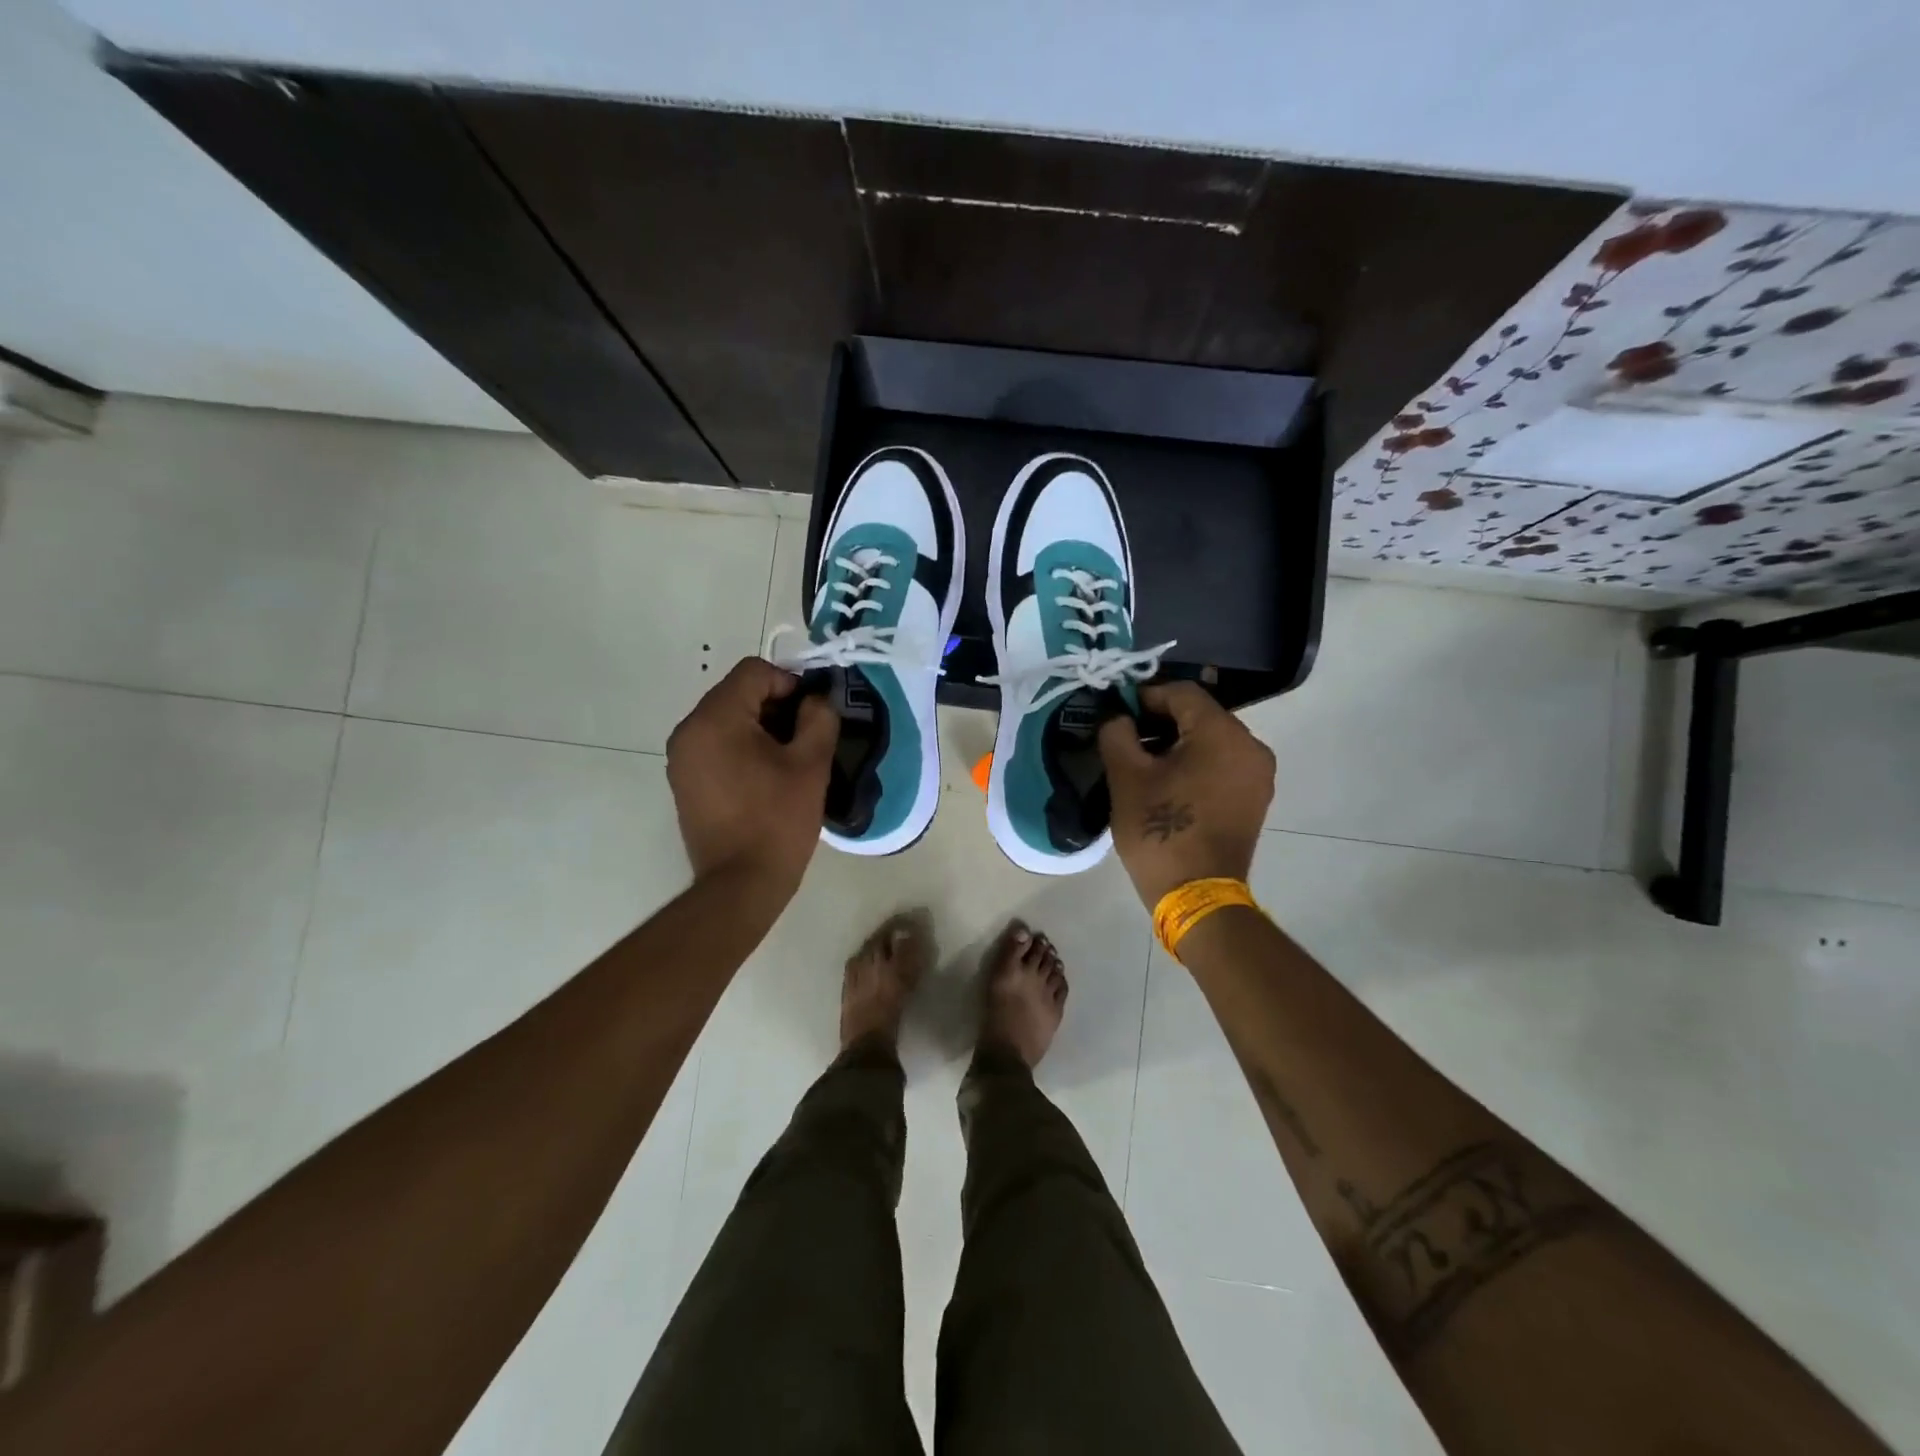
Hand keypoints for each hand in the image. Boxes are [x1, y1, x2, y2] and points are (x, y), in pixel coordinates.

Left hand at [666, 657, 837, 896]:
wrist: (741, 884)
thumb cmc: (778, 820)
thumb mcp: (811, 764)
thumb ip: (819, 717)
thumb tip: (817, 699)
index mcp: (715, 718)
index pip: (754, 672)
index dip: (791, 683)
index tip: (813, 713)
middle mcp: (688, 730)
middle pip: (738, 693)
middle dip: (776, 706)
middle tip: (807, 736)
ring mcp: (681, 757)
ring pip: (727, 719)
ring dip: (760, 727)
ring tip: (789, 759)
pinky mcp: (684, 780)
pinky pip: (716, 745)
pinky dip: (742, 747)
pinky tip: (766, 777)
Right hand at [1097, 682, 1275, 909]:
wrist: (1196, 895)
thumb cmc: (1160, 830)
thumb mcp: (1126, 777)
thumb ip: (1117, 733)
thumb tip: (1118, 717)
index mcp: (1223, 733)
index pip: (1182, 693)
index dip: (1145, 696)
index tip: (1118, 713)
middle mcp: (1251, 746)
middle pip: (1200, 715)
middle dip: (1161, 720)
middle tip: (1126, 737)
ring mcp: (1258, 774)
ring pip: (1212, 740)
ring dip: (1178, 743)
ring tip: (1144, 762)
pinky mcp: (1255, 798)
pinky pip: (1223, 763)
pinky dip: (1196, 763)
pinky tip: (1169, 781)